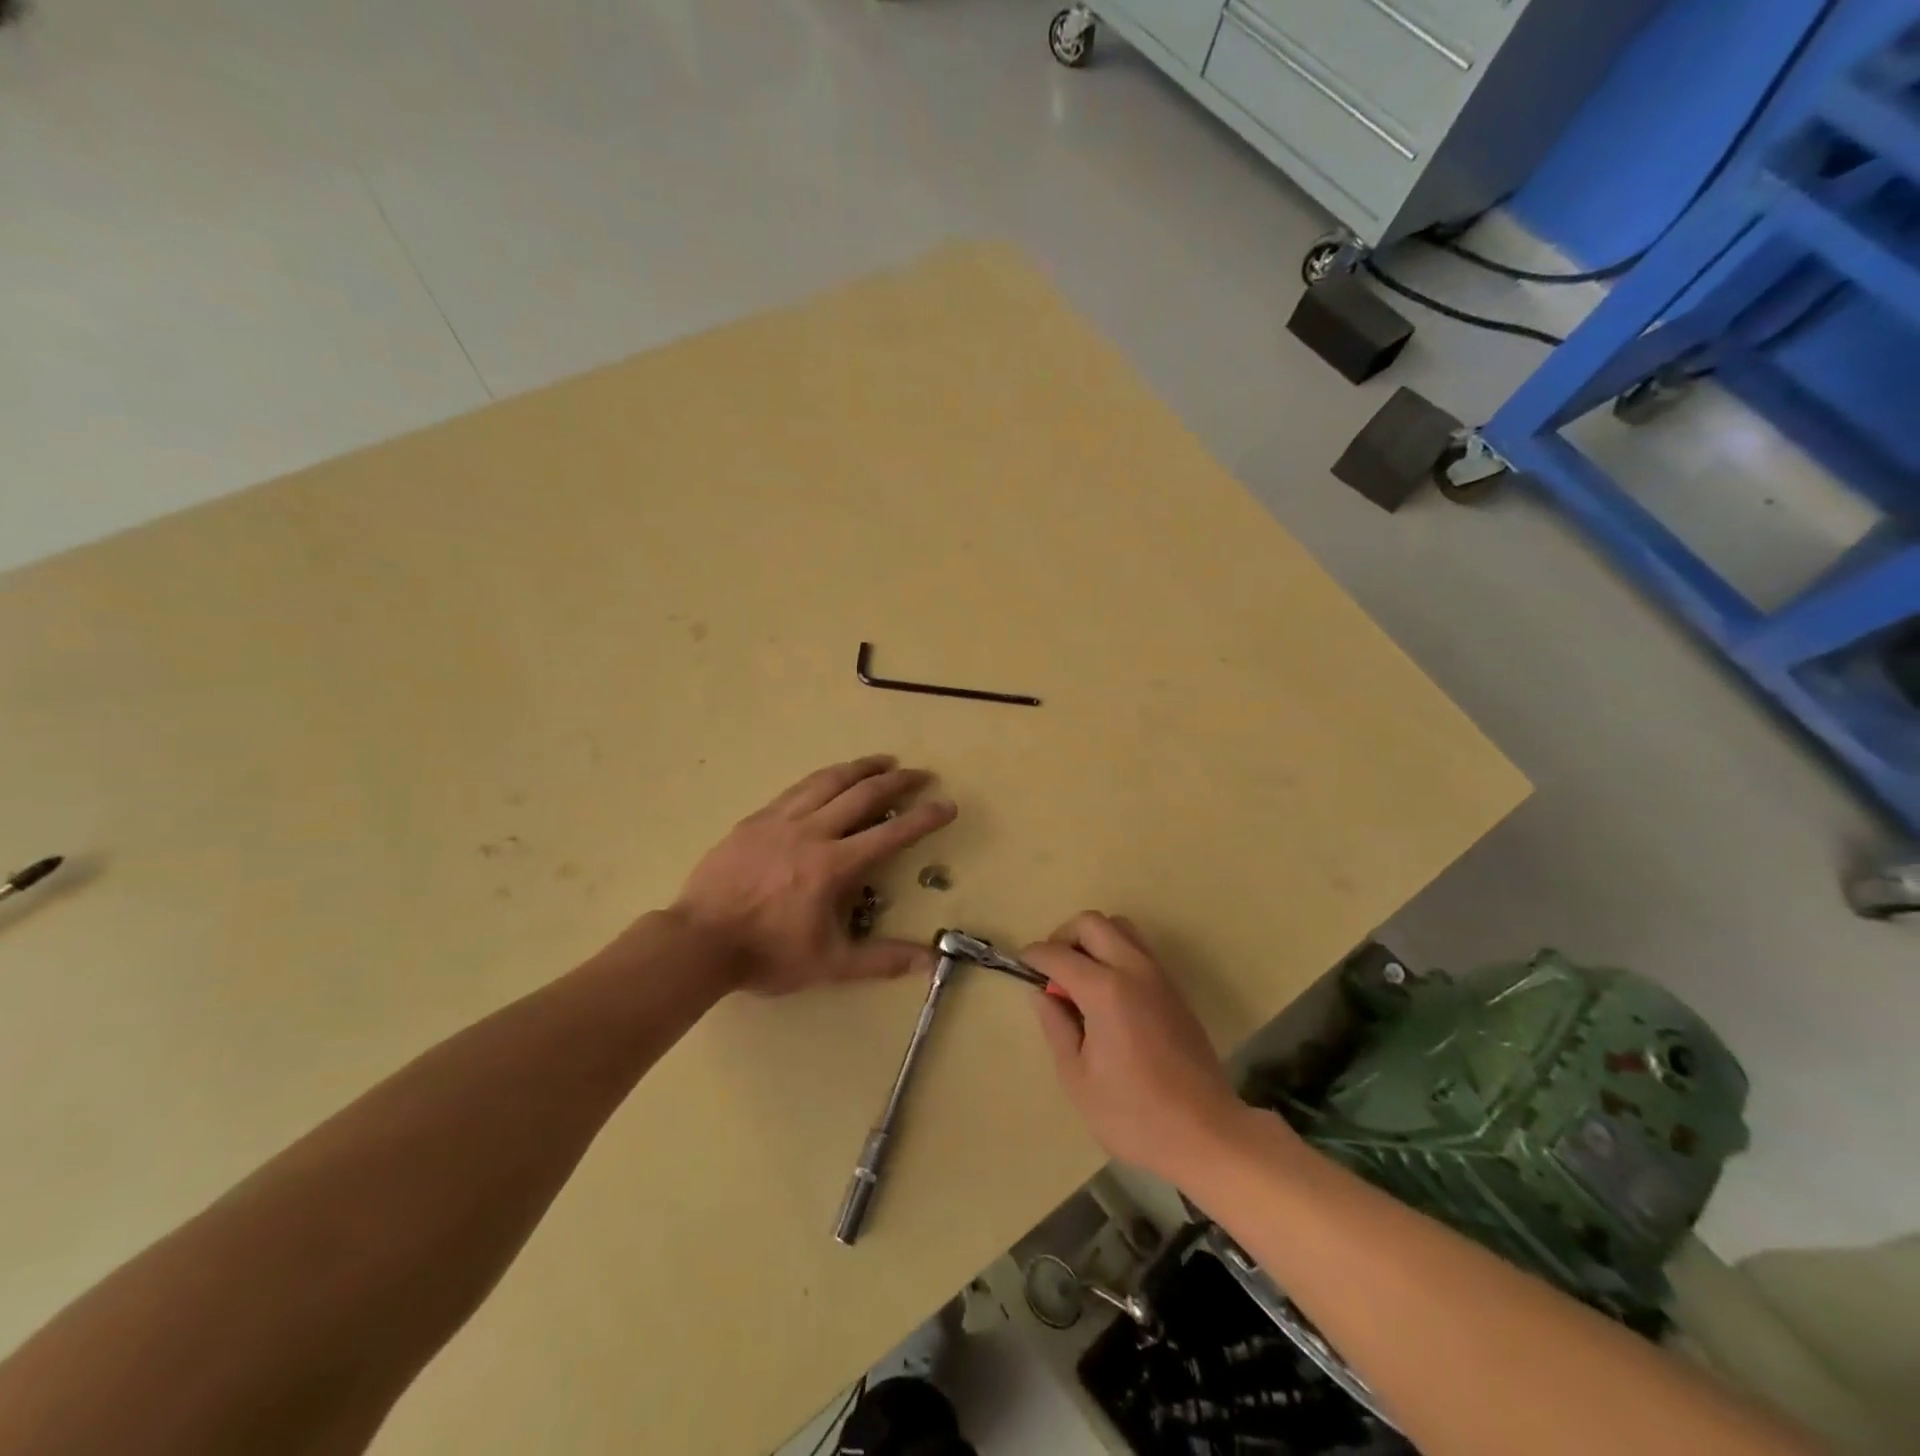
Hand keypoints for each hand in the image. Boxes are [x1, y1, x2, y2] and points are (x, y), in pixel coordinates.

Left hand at [666, 755, 956, 994]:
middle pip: (863, 794)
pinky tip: (829, 778)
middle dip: (897, 781)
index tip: (947, 805)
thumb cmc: (767, 954)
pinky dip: (823, 778)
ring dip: (860, 768)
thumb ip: (882, 960)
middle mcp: (812, 832)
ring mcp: (780, 821)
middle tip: (920, 774)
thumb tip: (931, 961)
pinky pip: (797, 789)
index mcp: (834, 865)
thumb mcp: (830, 964)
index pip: (891, 834)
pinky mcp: (756, 820)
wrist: (699, 941)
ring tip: (882, 761)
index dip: (924, 818)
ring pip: (828, 781)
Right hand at [1024, 913, 1250, 1184]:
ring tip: (1080, 978)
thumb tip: (1042, 993)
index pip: (1058, 953)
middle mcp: (1134, 970)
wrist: (1206, 1133)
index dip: (1034, 956)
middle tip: (1052, 971)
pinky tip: (1108, 994)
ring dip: (1094, 940)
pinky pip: (1139, 950)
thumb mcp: (1077, 1078)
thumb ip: (1056, 1026)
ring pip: (1121, 928)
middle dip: (1064, 936)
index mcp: (1105, 991)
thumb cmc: (1133, 1114)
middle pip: (1092, 923)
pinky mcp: (1174, 990)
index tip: (1022, 967)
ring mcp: (1159, 976)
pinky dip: (1116, 953)